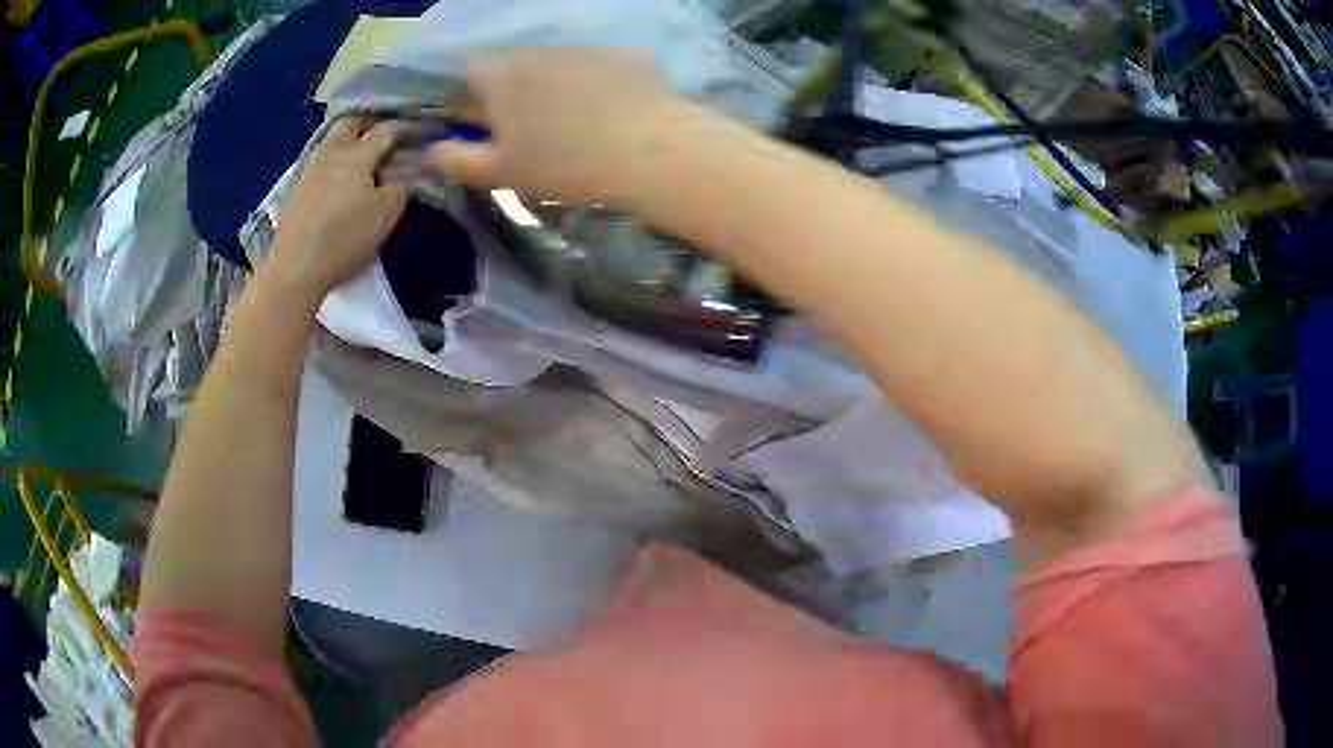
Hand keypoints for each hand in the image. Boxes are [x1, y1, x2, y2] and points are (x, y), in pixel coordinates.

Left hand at [267, 118, 408, 308]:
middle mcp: (332, 153)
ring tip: (359, 151)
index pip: (385, 130)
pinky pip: (318, 162)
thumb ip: (403, 186)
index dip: (403, 127)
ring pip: (330, 141)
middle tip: (382, 129)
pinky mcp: (296, 191)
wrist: (296, 268)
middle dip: (367, 121)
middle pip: (350, 123)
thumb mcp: (385, 215)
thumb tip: (414, 169)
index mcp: (357, 154)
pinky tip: (335, 176)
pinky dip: (331, 161)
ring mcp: (310, 171)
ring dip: (346, 139)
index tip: (418, 129)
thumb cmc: (345, 238)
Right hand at [425, 49, 694, 209]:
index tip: (477, 123)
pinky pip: (594, 65)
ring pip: (552, 64)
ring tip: (575, 123)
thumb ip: (456, 160)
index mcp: (500, 75)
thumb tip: (429, 152)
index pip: (465, 72)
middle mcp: (537, 50)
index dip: (465, 97)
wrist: (653, 152)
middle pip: (510, 66)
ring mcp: (583, 47)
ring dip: (551, 86)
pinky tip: (611, 111)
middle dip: (509, 92)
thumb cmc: (565, 165)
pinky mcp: (623, 53)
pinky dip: (593, 83)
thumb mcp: (501, 172)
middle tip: (527, 131)